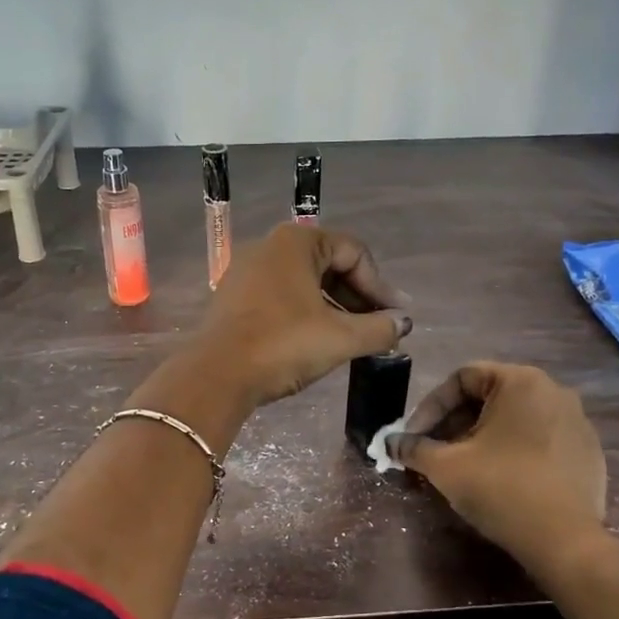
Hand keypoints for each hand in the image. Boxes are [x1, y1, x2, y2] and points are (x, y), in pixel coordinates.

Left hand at [196, 223, 411, 406]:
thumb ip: (379, 328)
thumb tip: (402, 323)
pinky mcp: (233, 298)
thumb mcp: (340, 338)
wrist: (216, 376)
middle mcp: (269, 247)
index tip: (394, 318)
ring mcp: (246, 271)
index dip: (380, 286)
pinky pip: (281, 296)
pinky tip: (316, 340)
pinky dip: (305, 313)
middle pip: (328, 264)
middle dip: (358, 297)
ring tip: (352, 338)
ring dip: (333, 307)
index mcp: (296, 242)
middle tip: (378, 327)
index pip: (354, 253)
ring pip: (304, 282)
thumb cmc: (283, 345)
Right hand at [385, 363, 607, 574]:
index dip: (430, 406)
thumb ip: (414, 448)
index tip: (414, 437)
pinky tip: (499, 480)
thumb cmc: (501, 489)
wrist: (565, 542)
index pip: (463, 378)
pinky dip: (513, 451)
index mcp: (521, 382)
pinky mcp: (588, 452)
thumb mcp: (446, 467)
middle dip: (454, 423)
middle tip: (433, 452)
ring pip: (514, 419)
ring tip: (462, 467)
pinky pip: (540, 440)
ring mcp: (577, 422)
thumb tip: (390, 443)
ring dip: (481, 437)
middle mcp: (554, 391)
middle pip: (489, 397)